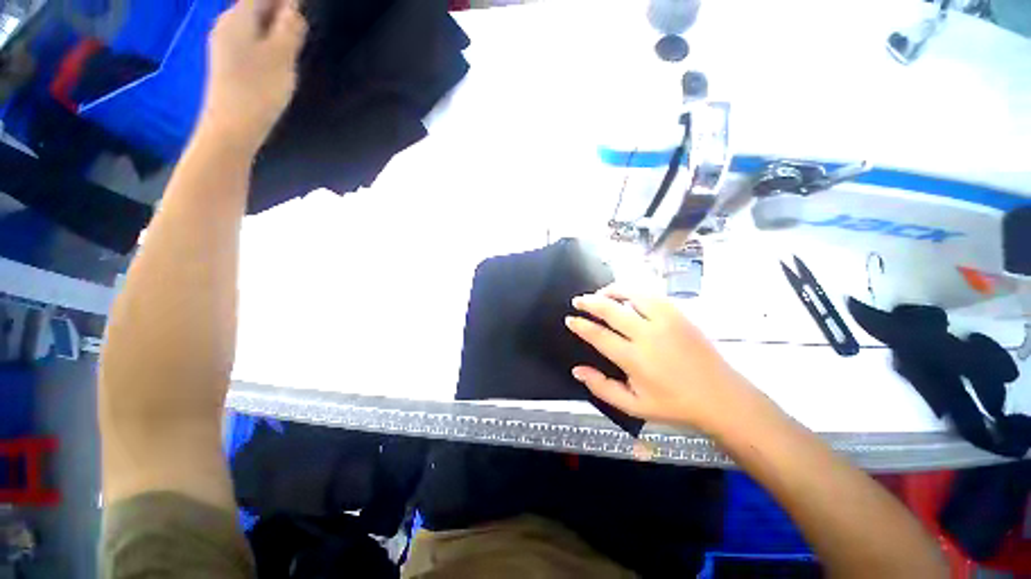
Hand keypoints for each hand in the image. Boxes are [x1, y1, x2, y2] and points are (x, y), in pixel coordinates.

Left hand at [199, 0, 306, 152]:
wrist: (232, 127)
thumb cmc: (259, 89)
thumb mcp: (281, 57)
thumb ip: (289, 29)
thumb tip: (294, 9)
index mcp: (238, 18)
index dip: (284, 0)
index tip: (302, 6)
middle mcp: (227, 25)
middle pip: (255, 7)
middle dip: (279, 11)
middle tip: (300, 23)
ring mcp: (224, 44)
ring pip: (253, 25)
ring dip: (273, 28)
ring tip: (292, 40)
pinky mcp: (227, 63)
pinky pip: (249, 41)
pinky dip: (265, 42)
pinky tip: (276, 57)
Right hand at [566, 285, 757, 432]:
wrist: (721, 397)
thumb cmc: (674, 404)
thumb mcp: (634, 406)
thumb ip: (602, 388)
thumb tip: (577, 370)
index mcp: (634, 359)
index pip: (599, 335)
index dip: (581, 325)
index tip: (570, 319)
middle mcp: (647, 335)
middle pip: (611, 310)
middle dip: (590, 302)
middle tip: (578, 300)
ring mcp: (665, 321)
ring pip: (632, 295)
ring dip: (612, 291)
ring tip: (600, 293)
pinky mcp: (679, 315)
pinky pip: (651, 295)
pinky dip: (634, 292)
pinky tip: (628, 296)